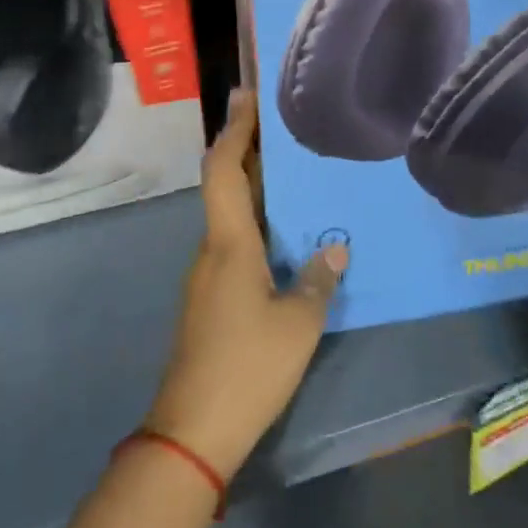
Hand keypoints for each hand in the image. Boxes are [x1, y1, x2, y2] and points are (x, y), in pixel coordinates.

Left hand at [145, 89, 347, 477]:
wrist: (192, 431)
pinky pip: (236, 243)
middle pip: (226, 185)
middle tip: (285, 126)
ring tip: (297, 174)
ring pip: (231, 216)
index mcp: (229, 243)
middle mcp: (213, 249)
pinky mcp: (213, 299)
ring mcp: (209, 276)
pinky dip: (258, 223)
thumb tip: (335, 251)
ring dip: (256, 188)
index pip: (223, 169)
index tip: (245, 96)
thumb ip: (317, 283)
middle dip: (250, 151)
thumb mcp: (297, 325)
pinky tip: (289, 236)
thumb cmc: (247, 367)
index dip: (234, 130)